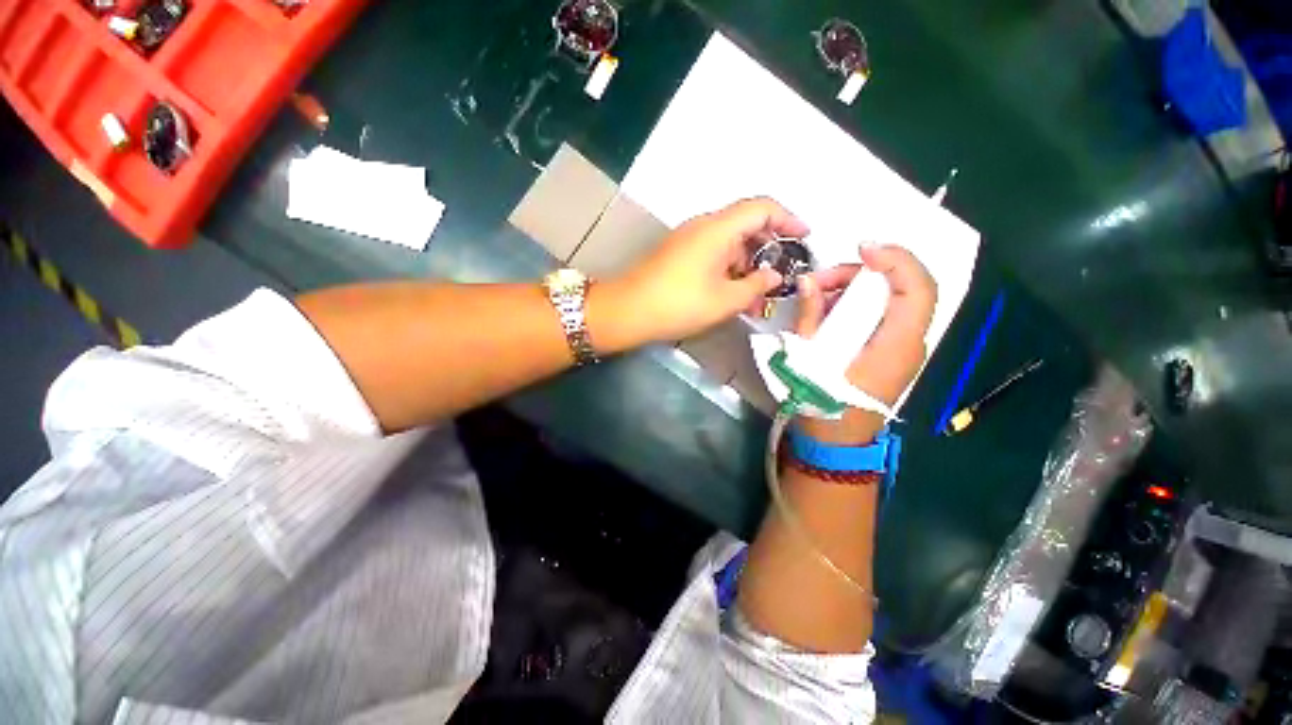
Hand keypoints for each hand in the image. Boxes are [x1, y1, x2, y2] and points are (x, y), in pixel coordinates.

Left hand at [610, 197, 808, 343]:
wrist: (628, 311)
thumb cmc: (679, 304)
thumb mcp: (725, 300)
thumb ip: (756, 286)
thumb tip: (773, 276)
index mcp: (718, 228)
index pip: (762, 207)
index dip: (788, 218)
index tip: (805, 238)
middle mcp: (704, 226)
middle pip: (747, 226)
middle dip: (768, 251)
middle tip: (780, 278)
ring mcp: (689, 240)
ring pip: (730, 245)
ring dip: (747, 267)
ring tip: (758, 299)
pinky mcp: (680, 255)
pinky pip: (714, 255)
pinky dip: (729, 272)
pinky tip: (735, 297)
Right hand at [795, 245, 936, 444]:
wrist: (835, 442)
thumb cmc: (821, 403)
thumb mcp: (806, 359)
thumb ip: (810, 316)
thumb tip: (808, 281)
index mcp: (894, 346)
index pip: (917, 290)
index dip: (897, 260)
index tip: (862, 249)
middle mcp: (908, 343)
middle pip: (903, 289)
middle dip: (863, 274)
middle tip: (822, 280)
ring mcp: (902, 348)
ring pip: (893, 301)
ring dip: (857, 289)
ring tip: (819, 296)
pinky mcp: (890, 352)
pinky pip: (883, 316)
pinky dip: (858, 305)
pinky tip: (828, 312)